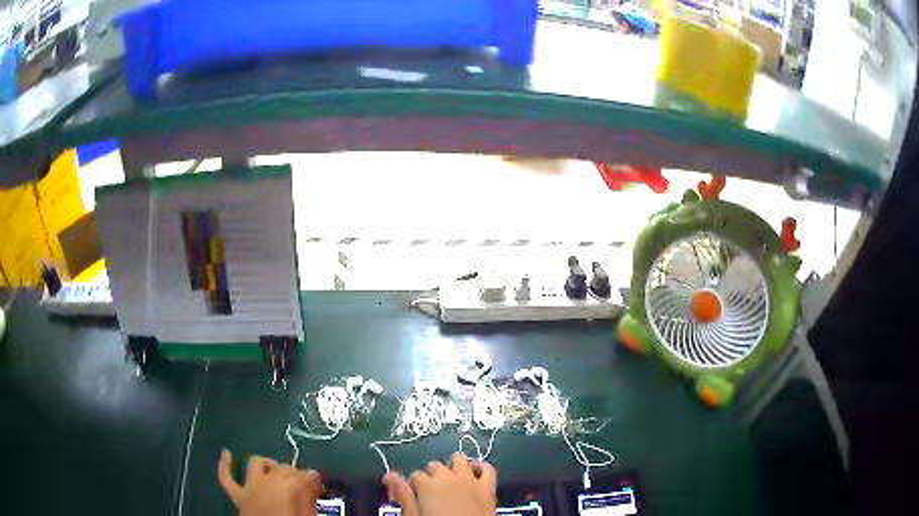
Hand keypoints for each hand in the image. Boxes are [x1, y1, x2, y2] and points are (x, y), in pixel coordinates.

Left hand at [218, 449, 321, 515]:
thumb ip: (309, 495)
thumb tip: (313, 476)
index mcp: (288, 486)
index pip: (305, 474)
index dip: (313, 479)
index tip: (318, 485)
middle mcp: (267, 481)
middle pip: (284, 467)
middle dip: (294, 474)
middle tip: (304, 486)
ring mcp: (250, 487)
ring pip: (257, 464)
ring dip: (267, 464)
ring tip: (275, 468)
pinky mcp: (238, 495)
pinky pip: (227, 477)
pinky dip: (225, 464)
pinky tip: (226, 453)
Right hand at [383, 452, 496, 515]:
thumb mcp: (413, 515)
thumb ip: (403, 495)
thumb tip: (389, 475)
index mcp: (428, 485)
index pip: (414, 475)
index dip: (412, 485)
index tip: (413, 495)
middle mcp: (449, 477)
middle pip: (435, 466)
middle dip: (431, 475)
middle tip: (431, 492)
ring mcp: (471, 480)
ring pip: (459, 459)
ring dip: (453, 466)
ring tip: (449, 480)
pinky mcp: (489, 488)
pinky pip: (488, 469)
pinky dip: (481, 468)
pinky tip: (475, 473)